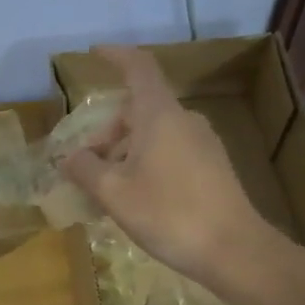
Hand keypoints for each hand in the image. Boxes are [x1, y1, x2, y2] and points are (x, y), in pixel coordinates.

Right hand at [58, 45, 274, 293]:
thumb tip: (70, 158)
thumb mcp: (114, 193)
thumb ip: (85, 169)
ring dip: (124, 152)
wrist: (234, 250)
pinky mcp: (213, 167)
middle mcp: (184, 120)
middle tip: (85, 165)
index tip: (94, 54)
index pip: (138, 67)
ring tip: (106, 190)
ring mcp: (203, 143)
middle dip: (107, 132)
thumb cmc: (169, 214)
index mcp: (160, 115)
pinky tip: (136, 199)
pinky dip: (145, 163)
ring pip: (153, 134)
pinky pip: (170, 152)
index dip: (115, 56)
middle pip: (138, 110)